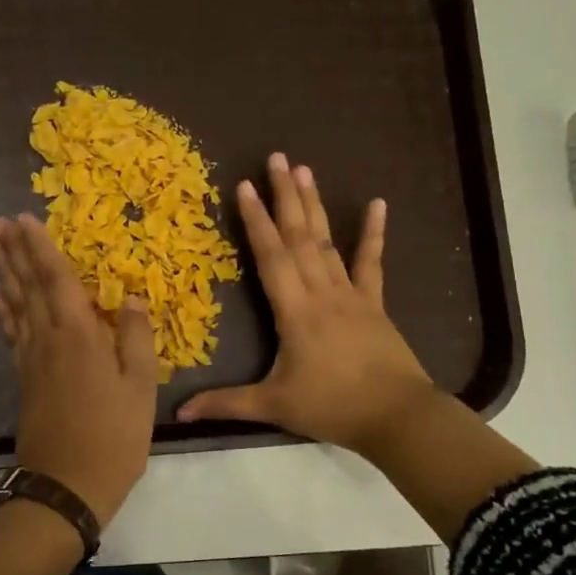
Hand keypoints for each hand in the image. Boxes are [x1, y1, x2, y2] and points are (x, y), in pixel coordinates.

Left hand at [0, 213, 158, 524]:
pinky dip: (1, 312)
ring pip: (15, 305)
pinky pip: (10, 334)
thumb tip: (130, 297)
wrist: (67, 485)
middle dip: (16, 252)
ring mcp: (32, 359)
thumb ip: (135, 338)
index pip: (57, 279)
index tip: (25, 218)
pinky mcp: (24, 379)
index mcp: (79, 334)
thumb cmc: (114, 435)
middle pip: (28, 286)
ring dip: (5, 274)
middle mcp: (49, 338)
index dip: (42, 247)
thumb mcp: (141, 387)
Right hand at [178, 153, 434, 454]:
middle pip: (300, 237)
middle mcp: (321, 292)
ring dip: (315, 205)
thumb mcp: (273, 406)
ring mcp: (351, 294)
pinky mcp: (374, 303)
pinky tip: (378, 203)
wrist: (397, 416)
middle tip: (277, 158)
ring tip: (305, 170)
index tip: (245, 186)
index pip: (271, 257)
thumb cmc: (332, 408)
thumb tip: (178, 413)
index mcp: (295, 311)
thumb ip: (226, 404)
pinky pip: (371, 263)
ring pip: (328, 242)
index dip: (256, 221)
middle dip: (285, 197)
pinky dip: (373, 233)